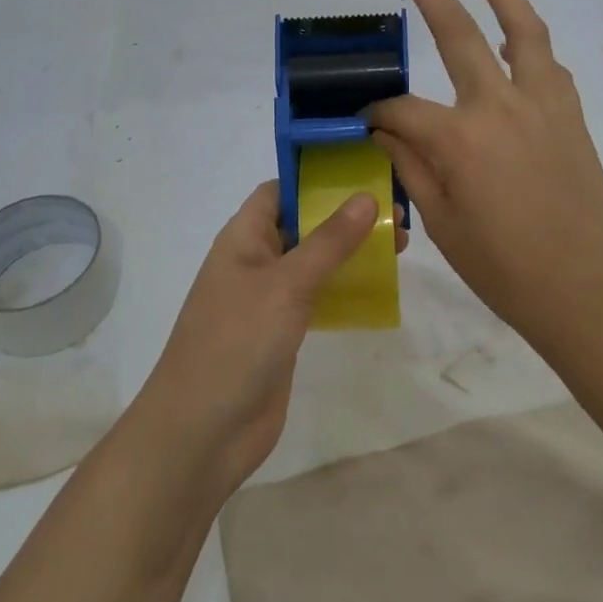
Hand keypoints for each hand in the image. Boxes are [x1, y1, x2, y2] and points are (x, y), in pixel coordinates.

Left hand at [134, 181, 407, 496]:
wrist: (203, 431)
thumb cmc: (238, 342)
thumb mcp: (287, 284)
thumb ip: (329, 241)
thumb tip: (366, 196)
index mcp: (243, 237)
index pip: (279, 191)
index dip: (315, 178)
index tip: (362, 171)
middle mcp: (254, 261)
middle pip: (302, 224)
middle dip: (344, 216)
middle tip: (397, 213)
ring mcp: (267, 299)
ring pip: (313, 262)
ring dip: (349, 252)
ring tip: (399, 246)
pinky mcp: (281, 333)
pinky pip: (316, 298)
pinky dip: (343, 288)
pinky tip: (377, 289)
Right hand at [367, 0, 602, 345]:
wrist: (584, 291)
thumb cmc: (503, 268)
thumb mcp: (440, 221)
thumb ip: (409, 163)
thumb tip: (385, 126)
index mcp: (460, 138)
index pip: (402, 108)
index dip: (379, 113)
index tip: (367, 123)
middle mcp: (501, 105)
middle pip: (456, 30)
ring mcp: (543, 103)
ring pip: (522, 26)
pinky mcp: (570, 114)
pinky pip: (546, 61)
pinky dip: (525, 39)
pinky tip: (508, 41)